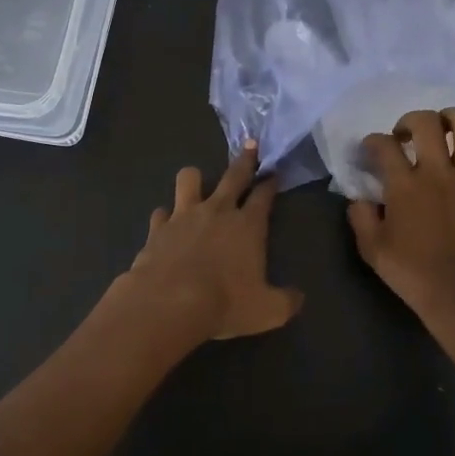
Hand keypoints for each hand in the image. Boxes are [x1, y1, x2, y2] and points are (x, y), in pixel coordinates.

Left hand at [118, 142, 303, 340]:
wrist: (169, 303)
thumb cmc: (225, 303)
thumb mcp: (268, 311)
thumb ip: (286, 301)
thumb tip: (297, 297)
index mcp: (248, 225)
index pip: (263, 195)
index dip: (270, 183)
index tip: (274, 173)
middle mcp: (217, 211)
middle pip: (233, 176)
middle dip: (245, 159)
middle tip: (250, 145)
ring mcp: (183, 216)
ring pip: (189, 179)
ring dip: (195, 178)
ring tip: (196, 182)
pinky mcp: (157, 228)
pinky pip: (161, 213)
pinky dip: (165, 217)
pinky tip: (166, 224)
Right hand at [347, 109, 454, 350]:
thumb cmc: (415, 276)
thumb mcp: (373, 251)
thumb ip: (361, 218)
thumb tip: (359, 197)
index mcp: (404, 186)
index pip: (383, 145)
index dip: (372, 142)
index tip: (371, 150)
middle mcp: (439, 172)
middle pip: (425, 122)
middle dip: (410, 120)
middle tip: (406, 136)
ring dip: (453, 119)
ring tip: (446, 131)